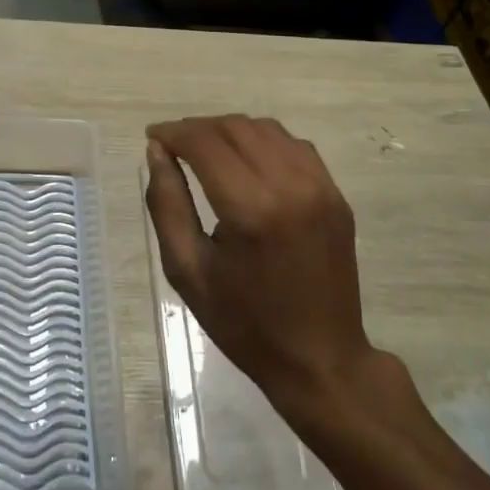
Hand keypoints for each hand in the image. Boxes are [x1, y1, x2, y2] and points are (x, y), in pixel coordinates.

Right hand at [146, 115, 405, 417]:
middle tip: (174, 145)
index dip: (174, 132)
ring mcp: (320, 187)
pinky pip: (294, 145)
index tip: (153, 136)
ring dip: (230, 130)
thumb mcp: (188, 271)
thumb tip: (156, 151)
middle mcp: (289, 186)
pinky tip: (246, 161)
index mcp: (251, 210)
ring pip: (266, 128)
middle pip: (235, 128)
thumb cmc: (245, 323)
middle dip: (198, 129)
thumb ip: (167, 204)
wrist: (322, 361)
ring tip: (206, 150)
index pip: (205, 143)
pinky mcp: (335, 194)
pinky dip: (263, 141)